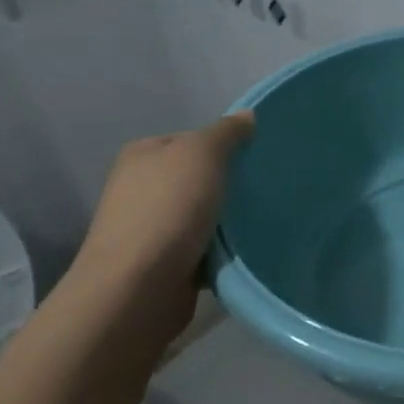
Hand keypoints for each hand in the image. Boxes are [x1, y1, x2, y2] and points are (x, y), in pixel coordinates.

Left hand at [68, 113, 255, 333]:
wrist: (138, 287)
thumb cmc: (169, 209)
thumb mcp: (203, 154)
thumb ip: (227, 133)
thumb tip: (247, 116)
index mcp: (143, 154)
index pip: (192, 139)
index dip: (225, 146)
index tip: (256, 159)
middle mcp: (140, 188)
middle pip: (198, 178)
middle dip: (229, 185)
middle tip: (265, 190)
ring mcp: (149, 228)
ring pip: (203, 215)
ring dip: (227, 221)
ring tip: (262, 221)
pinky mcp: (162, 264)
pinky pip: (202, 248)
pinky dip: (221, 251)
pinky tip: (243, 252)